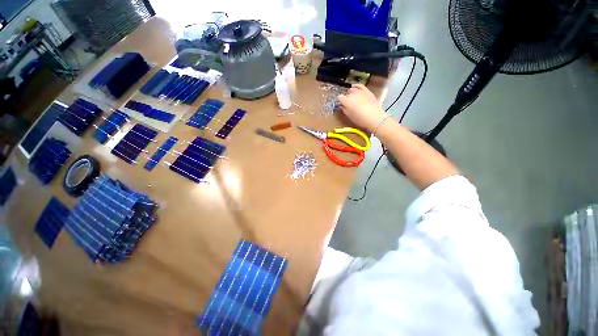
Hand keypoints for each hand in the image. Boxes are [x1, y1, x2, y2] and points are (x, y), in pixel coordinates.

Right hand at [338, 84, 387, 132]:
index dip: (341, 101)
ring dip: (352, 93)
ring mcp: (360, 91)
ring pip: (352, 89)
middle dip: (347, 98)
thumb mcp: (351, 117)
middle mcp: (352, 94)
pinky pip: (360, 85)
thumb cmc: (362, 120)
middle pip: (347, 94)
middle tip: (350, 103)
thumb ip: (345, 110)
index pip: (340, 97)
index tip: (343, 104)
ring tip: (354, 97)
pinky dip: (357, 86)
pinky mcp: (367, 91)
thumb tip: (342, 106)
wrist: (376, 118)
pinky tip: (355, 87)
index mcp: (346, 101)